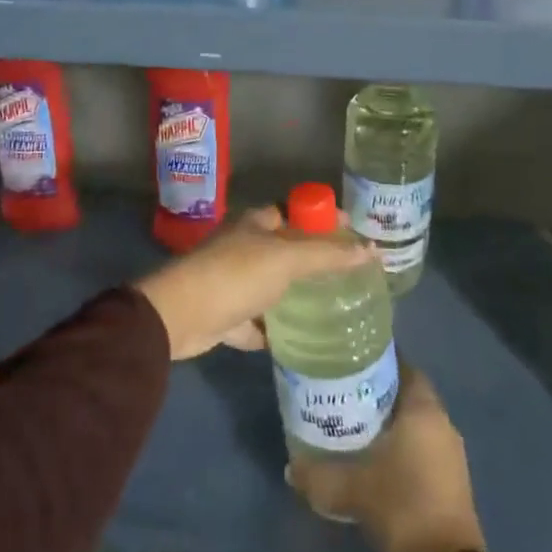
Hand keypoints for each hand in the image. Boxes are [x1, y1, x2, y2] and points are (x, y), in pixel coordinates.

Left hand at [132, 206, 375, 359]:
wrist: (180, 316)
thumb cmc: (235, 275)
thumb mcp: (286, 260)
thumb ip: (327, 256)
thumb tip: (371, 250)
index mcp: (255, 223)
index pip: (296, 212)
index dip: (324, 220)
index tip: (354, 235)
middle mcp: (243, 247)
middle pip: (285, 249)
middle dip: (314, 260)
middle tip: (349, 275)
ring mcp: (232, 281)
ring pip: (271, 285)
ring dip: (294, 295)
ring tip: (332, 307)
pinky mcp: (225, 314)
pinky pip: (256, 320)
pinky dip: (272, 328)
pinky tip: (296, 339)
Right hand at [288, 364, 484, 551]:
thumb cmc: (402, 506)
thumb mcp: (352, 489)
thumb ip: (318, 475)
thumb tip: (290, 467)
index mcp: (423, 409)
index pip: (402, 366)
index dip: (377, 361)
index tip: (350, 362)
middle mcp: (441, 422)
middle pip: (407, 394)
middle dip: (378, 393)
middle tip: (344, 393)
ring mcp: (450, 453)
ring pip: (415, 423)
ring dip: (390, 422)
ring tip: (354, 425)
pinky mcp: (451, 481)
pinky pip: (422, 448)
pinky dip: (401, 447)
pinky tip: (375, 459)